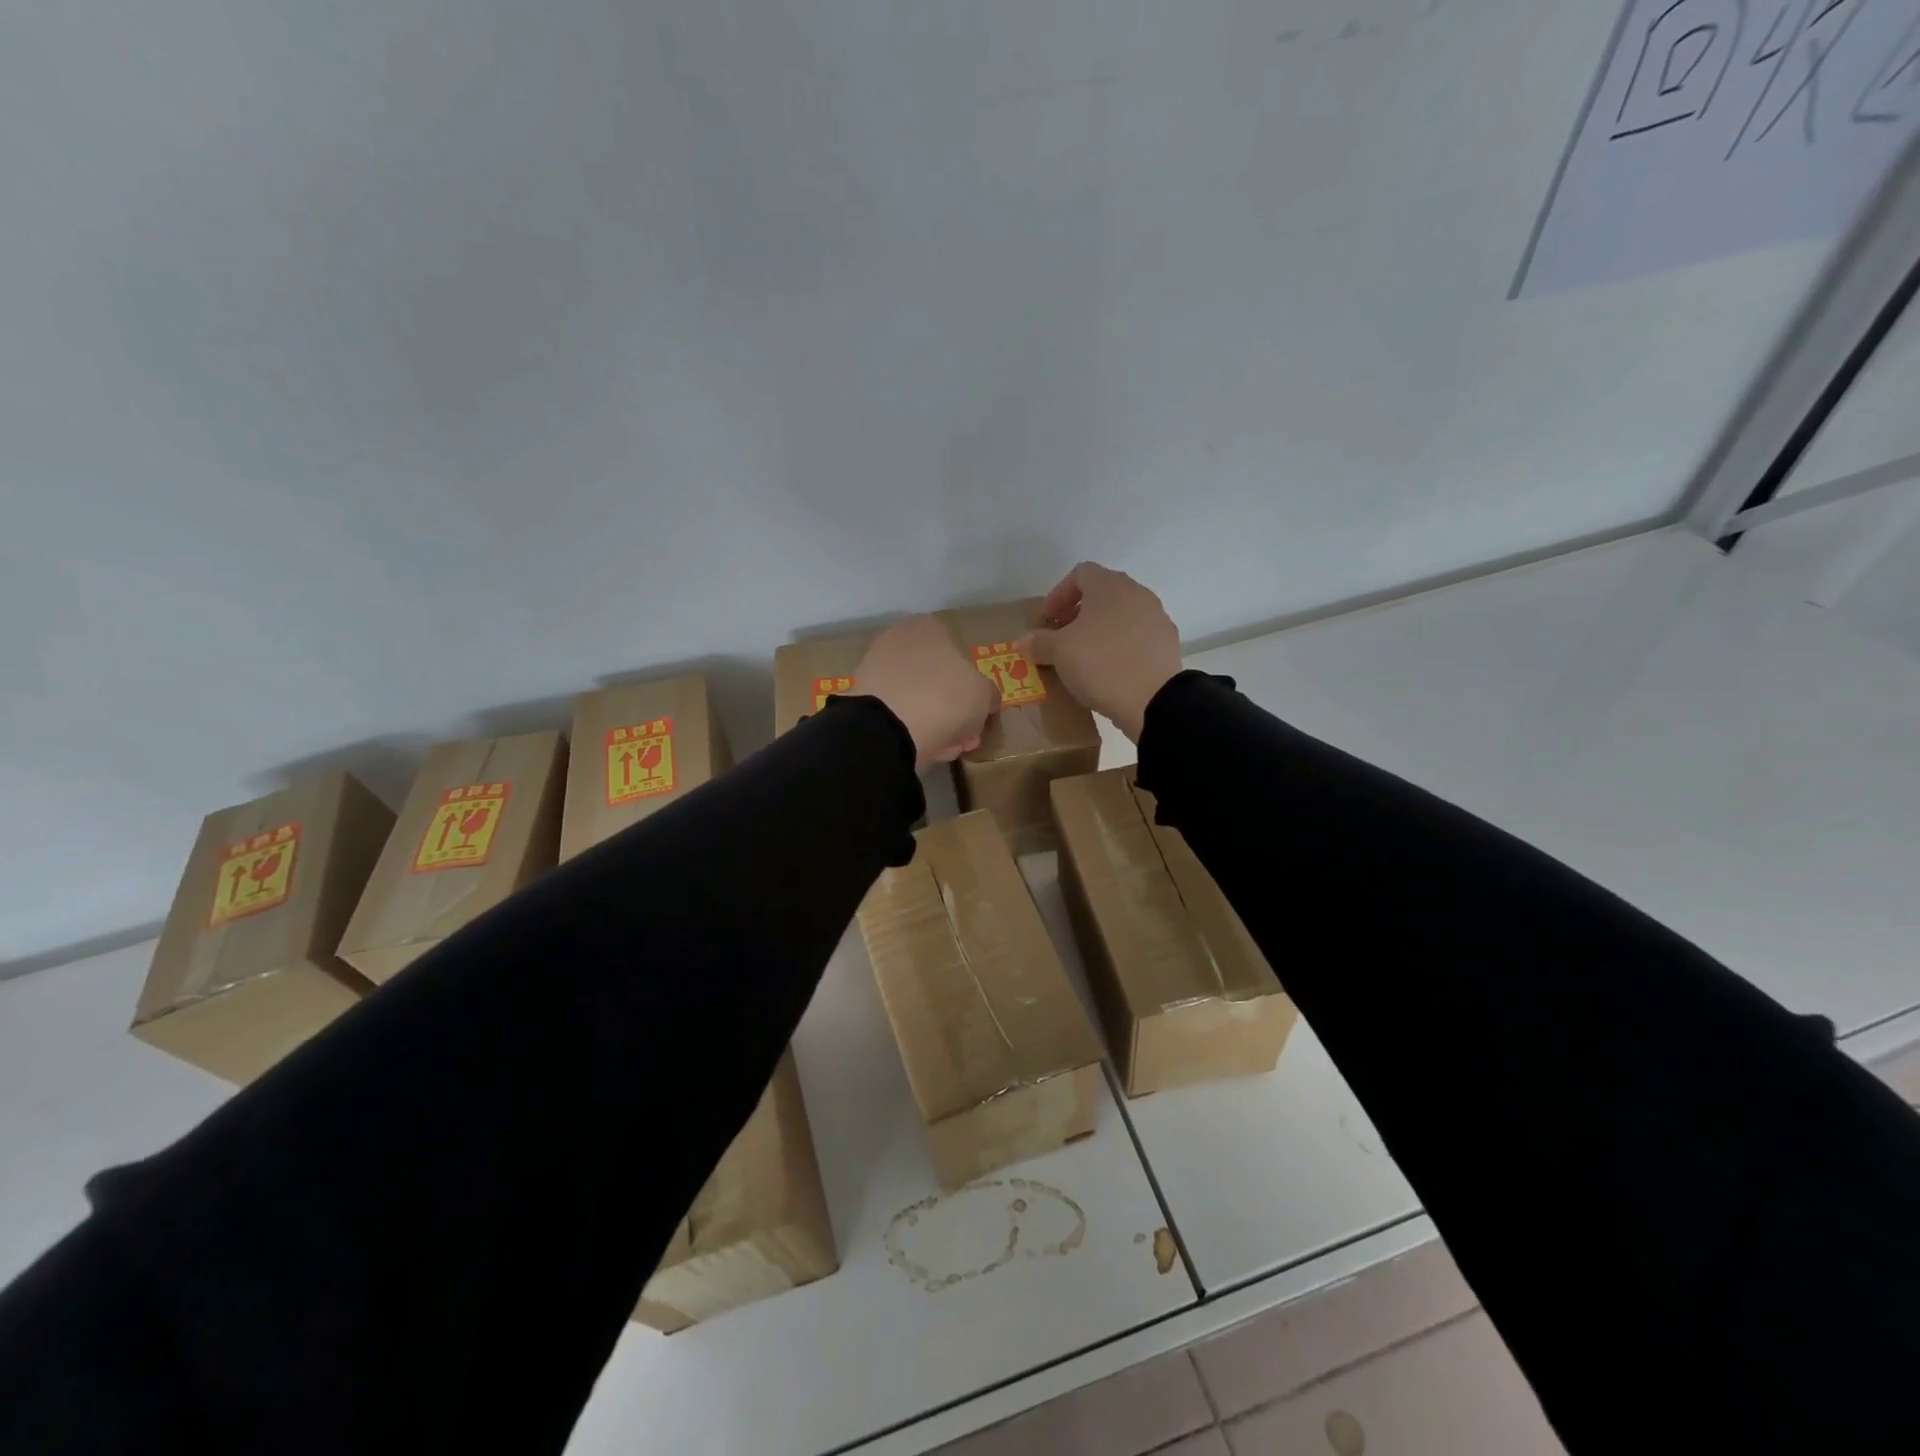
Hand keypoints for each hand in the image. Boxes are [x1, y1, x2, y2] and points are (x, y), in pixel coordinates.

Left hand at [853, 615, 1000, 768]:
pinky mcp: (862, 698)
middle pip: (936, 677)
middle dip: (953, 707)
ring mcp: (875, 668)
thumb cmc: (945, 696)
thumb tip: (985, 700)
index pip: (957, 651)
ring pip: (916, 697)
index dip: (971, 685)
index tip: (978, 710)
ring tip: (948, 747)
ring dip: (935, 721)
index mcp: (928, 627)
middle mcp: (898, 639)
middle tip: (965, 734)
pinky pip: (897, 713)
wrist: (889, 726)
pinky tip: (925, 749)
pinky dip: (912, 729)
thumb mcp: (984, 694)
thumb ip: (988, 694)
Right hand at [1018, 563, 1181, 741]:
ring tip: (1085, 655)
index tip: (1047, 620)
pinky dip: (1120, 645)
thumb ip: (1039, 642)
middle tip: (1063, 636)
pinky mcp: (1167, 644)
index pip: (1081, 573)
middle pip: (1103, 593)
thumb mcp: (1060, 653)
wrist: (1152, 701)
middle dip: (1079, 612)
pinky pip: (1137, 636)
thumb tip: (1022, 641)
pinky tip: (1109, 669)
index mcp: (1110, 586)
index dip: (1059, 594)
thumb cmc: (1100, 664)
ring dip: (1101, 629)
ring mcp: (1157, 618)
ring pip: (1122, 615)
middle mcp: (1137, 594)